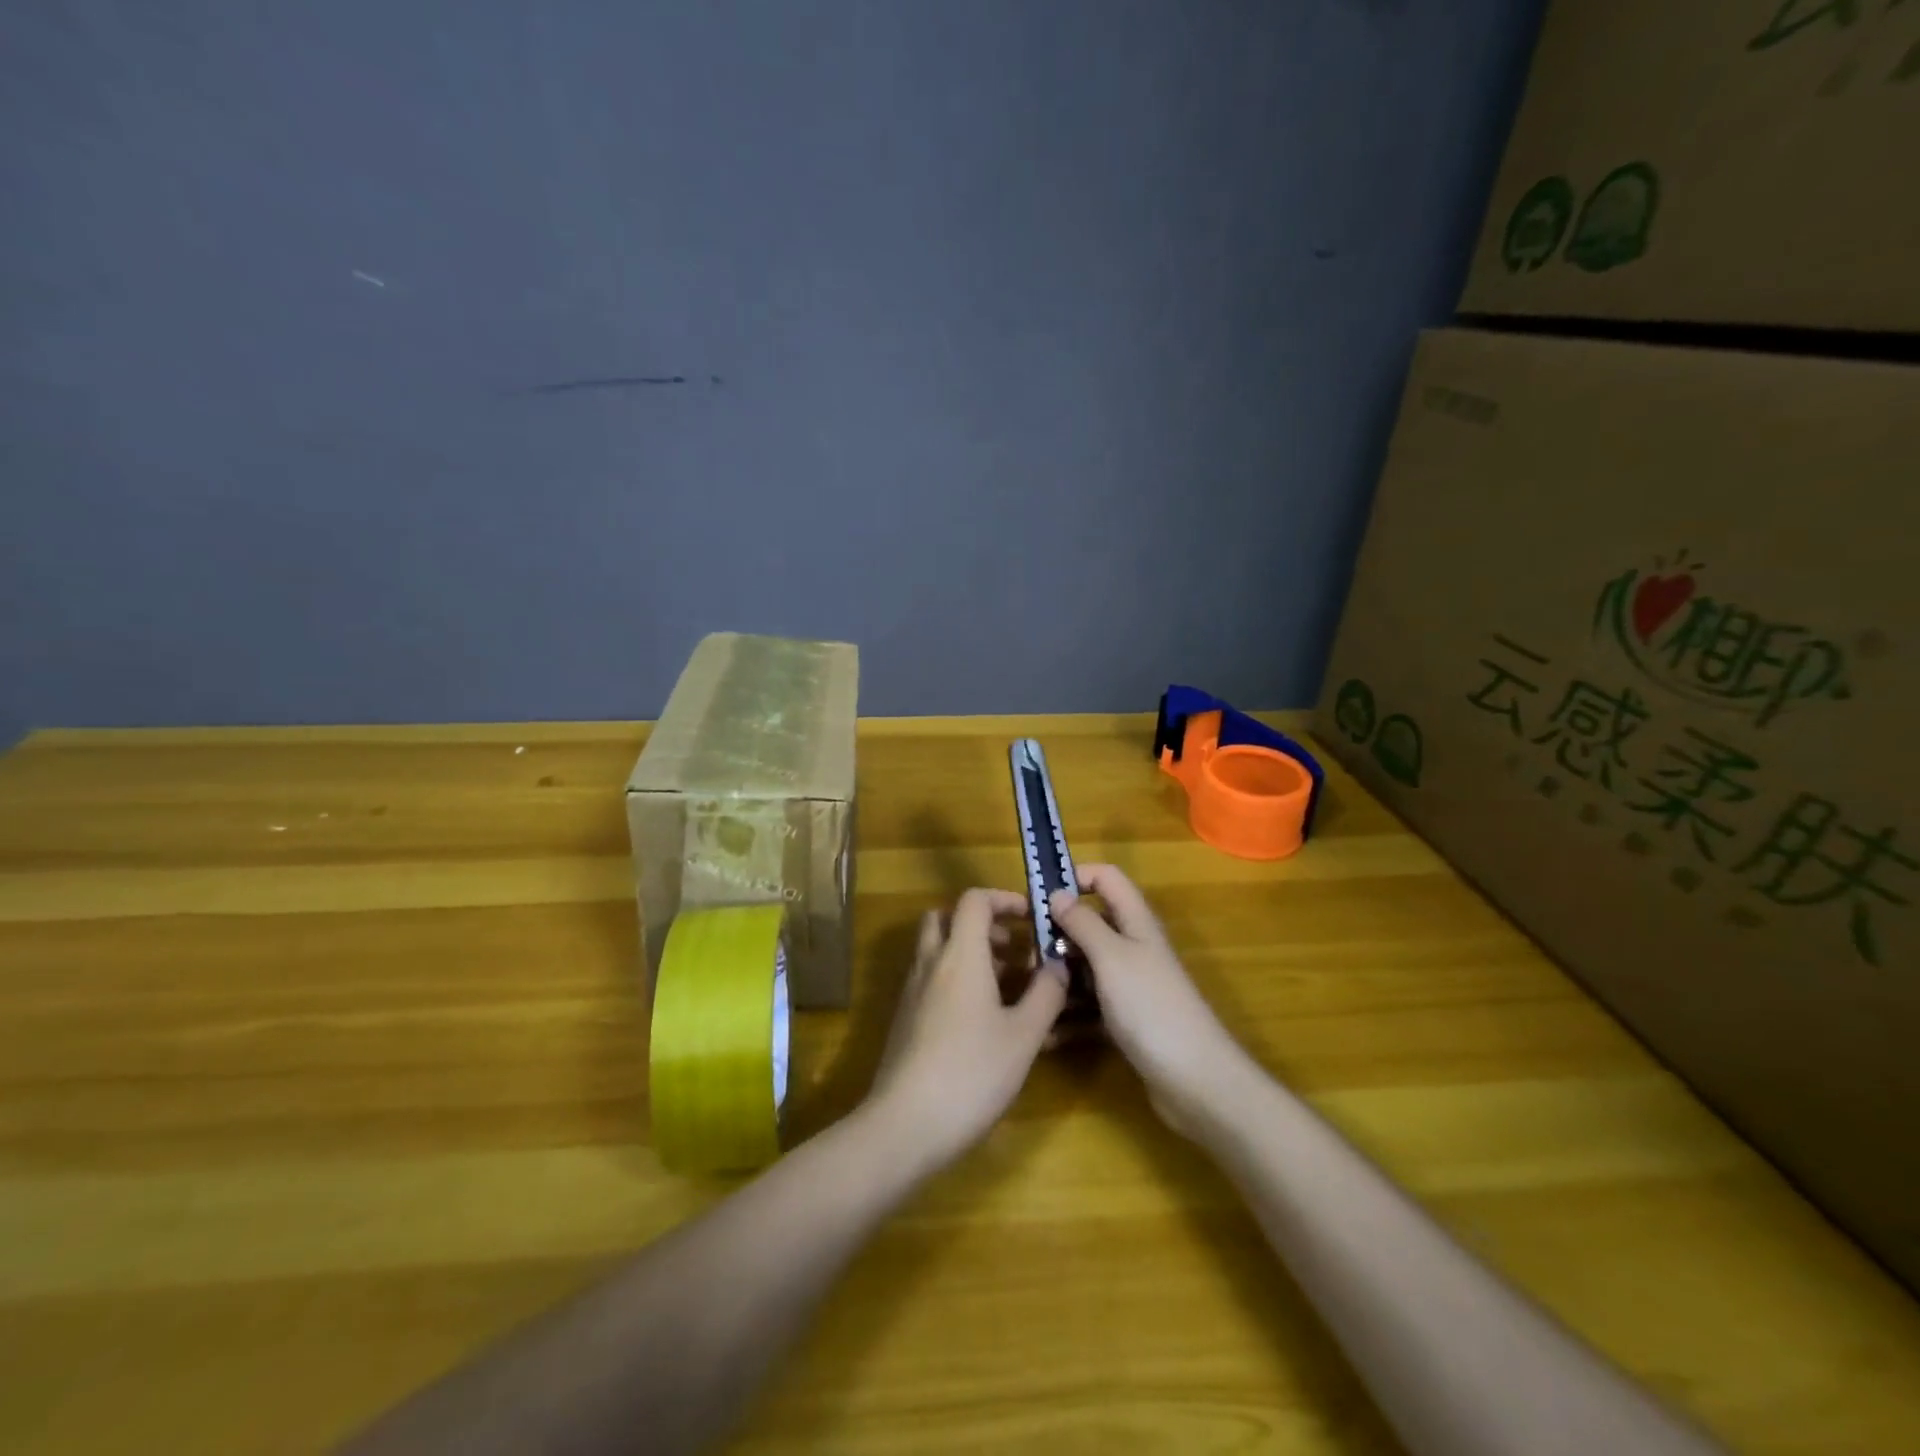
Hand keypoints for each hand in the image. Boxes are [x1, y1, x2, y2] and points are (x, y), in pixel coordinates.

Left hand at [867, 888, 1067, 1170]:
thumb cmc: (972, 1073)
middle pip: (947, 918)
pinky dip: (955, 980)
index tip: (1031, 917)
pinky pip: (931, 979)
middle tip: (1013, 949)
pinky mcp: (905, 1018)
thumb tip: (1059, 964)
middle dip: (982, 924)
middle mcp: (931, 963)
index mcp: (960, 955)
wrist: (905, 1123)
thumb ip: (1046, 994)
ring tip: (1006, 985)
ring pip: (937, 950)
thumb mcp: (1024, 1036)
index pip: (974, 900)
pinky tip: (982, 1019)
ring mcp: (913, 991)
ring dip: (969, 952)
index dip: (1004, 899)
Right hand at [1049, 865, 1245, 1138]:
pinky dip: (1070, 1016)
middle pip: (1091, 924)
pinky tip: (1046, 1033)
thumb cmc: (1151, 1006)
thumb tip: (1057, 892)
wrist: (1195, 1080)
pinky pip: (1090, 1007)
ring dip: (1059, 977)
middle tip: (1023, 952)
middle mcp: (1133, 947)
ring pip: (1086, 967)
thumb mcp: (1112, 957)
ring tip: (1026, 993)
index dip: (1076, 877)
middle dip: (1057, 933)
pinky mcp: (1126, 1020)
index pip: (1106, 878)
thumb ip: (1083, 922)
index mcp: (1135, 922)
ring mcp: (1131, 985)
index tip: (1039, 897)